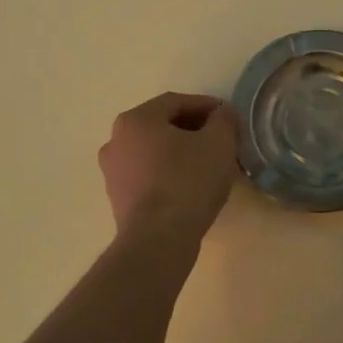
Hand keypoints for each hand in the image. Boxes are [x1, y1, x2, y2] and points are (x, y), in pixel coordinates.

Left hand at [100, 93, 238, 240]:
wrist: (158, 239)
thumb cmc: (188, 182)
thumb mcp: (219, 143)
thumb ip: (224, 120)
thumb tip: (223, 114)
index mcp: (136, 120)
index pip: (176, 102)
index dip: (206, 106)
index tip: (228, 116)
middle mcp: (116, 140)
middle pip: (162, 126)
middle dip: (194, 130)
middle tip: (221, 140)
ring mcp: (113, 172)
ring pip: (154, 152)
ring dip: (181, 153)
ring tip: (209, 165)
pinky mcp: (118, 199)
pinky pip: (149, 176)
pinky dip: (169, 174)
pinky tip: (192, 187)